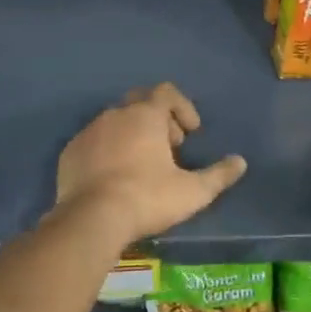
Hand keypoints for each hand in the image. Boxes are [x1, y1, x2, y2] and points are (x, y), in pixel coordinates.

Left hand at [55, 84, 246, 241]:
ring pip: (115, 121)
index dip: (183, 107)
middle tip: (170, 147)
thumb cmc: (147, 198)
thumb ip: (219, 175)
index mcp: (145, 115)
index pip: (167, 92)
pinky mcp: (70, 152)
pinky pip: (94, 141)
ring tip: (143, 165)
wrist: (90, 220)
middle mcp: (115, 115)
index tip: (191, 132)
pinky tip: (114, 177)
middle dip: (159, 118)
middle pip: (140, 102)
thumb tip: (240, 162)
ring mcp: (89, 132)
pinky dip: (109, 150)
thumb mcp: (193, 192)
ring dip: (133, 134)